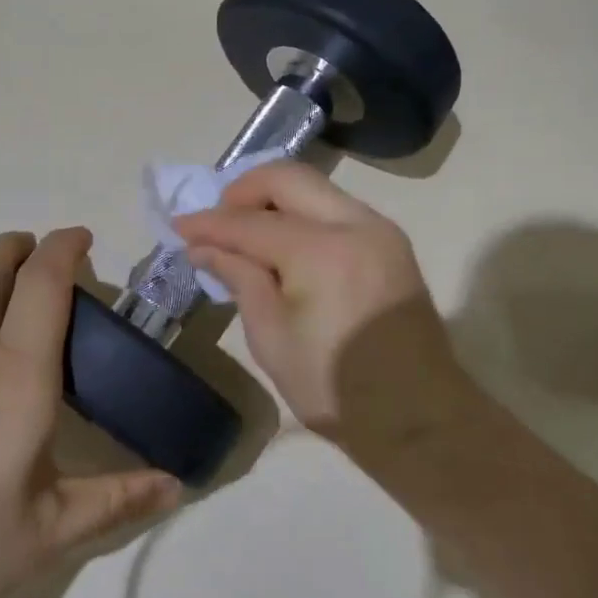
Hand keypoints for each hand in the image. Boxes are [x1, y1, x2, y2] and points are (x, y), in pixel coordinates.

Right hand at [175, 163, 471, 444]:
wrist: (419, 419)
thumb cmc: (335, 387)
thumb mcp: (272, 337)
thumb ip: (240, 278)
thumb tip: (203, 247)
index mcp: (322, 250)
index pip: (251, 223)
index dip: (210, 224)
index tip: (178, 226)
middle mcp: (355, 223)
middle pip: (287, 178)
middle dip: (243, 190)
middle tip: (216, 220)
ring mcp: (379, 229)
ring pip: (314, 187)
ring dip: (274, 199)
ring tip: (244, 231)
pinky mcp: (390, 242)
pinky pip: (335, 208)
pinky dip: (301, 213)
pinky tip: (282, 242)